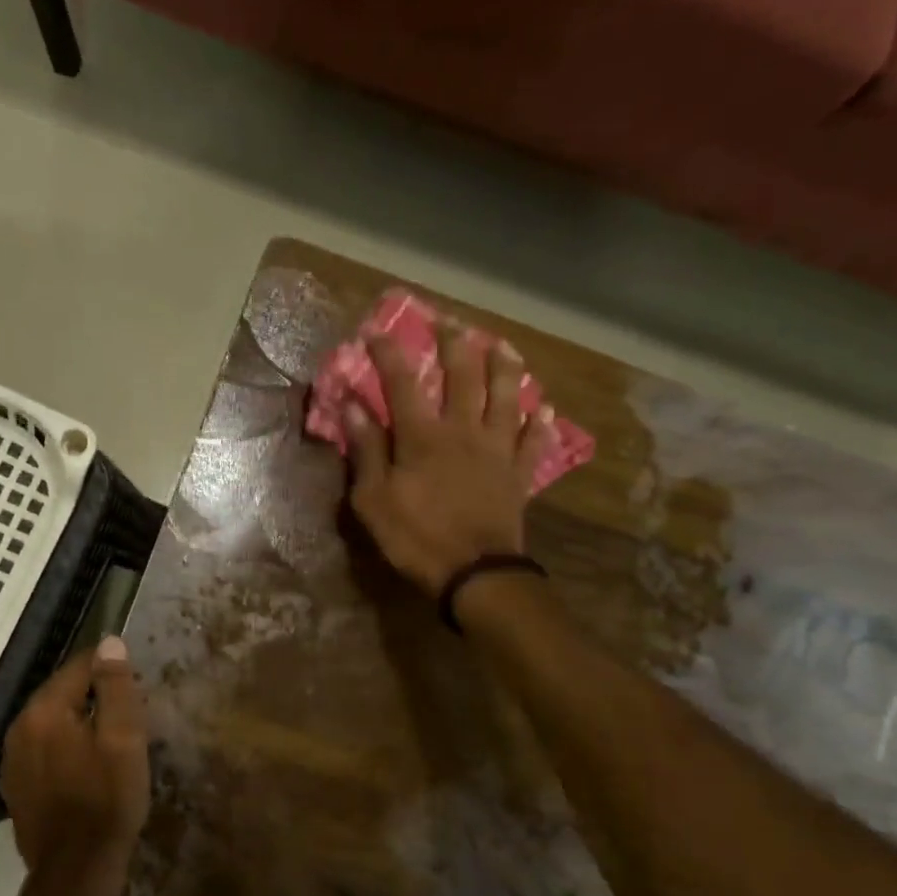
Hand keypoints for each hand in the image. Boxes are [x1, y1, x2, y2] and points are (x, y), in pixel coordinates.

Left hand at [0, 637, 149, 872]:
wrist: (76, 871)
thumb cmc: (108, 800)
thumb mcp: (124, 739)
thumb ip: (115, 687)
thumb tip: (109, 643)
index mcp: (44, 710)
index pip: (78, 666)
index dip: (110, 670)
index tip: (135, 686)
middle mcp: (19, 726)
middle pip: (61, 693)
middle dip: (93, 697)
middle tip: (127, 717)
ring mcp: (12, 758)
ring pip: (50, 722)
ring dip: (77, 723)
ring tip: (109, 742)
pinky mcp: (15, 785)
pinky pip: (42, 749)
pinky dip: (63, 748)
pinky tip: (84, 769)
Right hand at [345, 326, 555, 596]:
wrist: (475, 573)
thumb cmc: (416, 537)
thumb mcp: (373, 499)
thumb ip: (366, 450)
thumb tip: (352, 406)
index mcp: (422, 436)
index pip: (402, 383)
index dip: (389, 354)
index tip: (376, 331)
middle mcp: (463, 431)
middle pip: (463, 376)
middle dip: (454, 344)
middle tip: (449, 322)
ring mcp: (497, 450)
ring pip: (506, 397)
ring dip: (504, 367)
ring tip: (502, 344)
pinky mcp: (519, 473)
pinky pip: (533, 440)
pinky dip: (540, 422)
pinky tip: (544, 407)